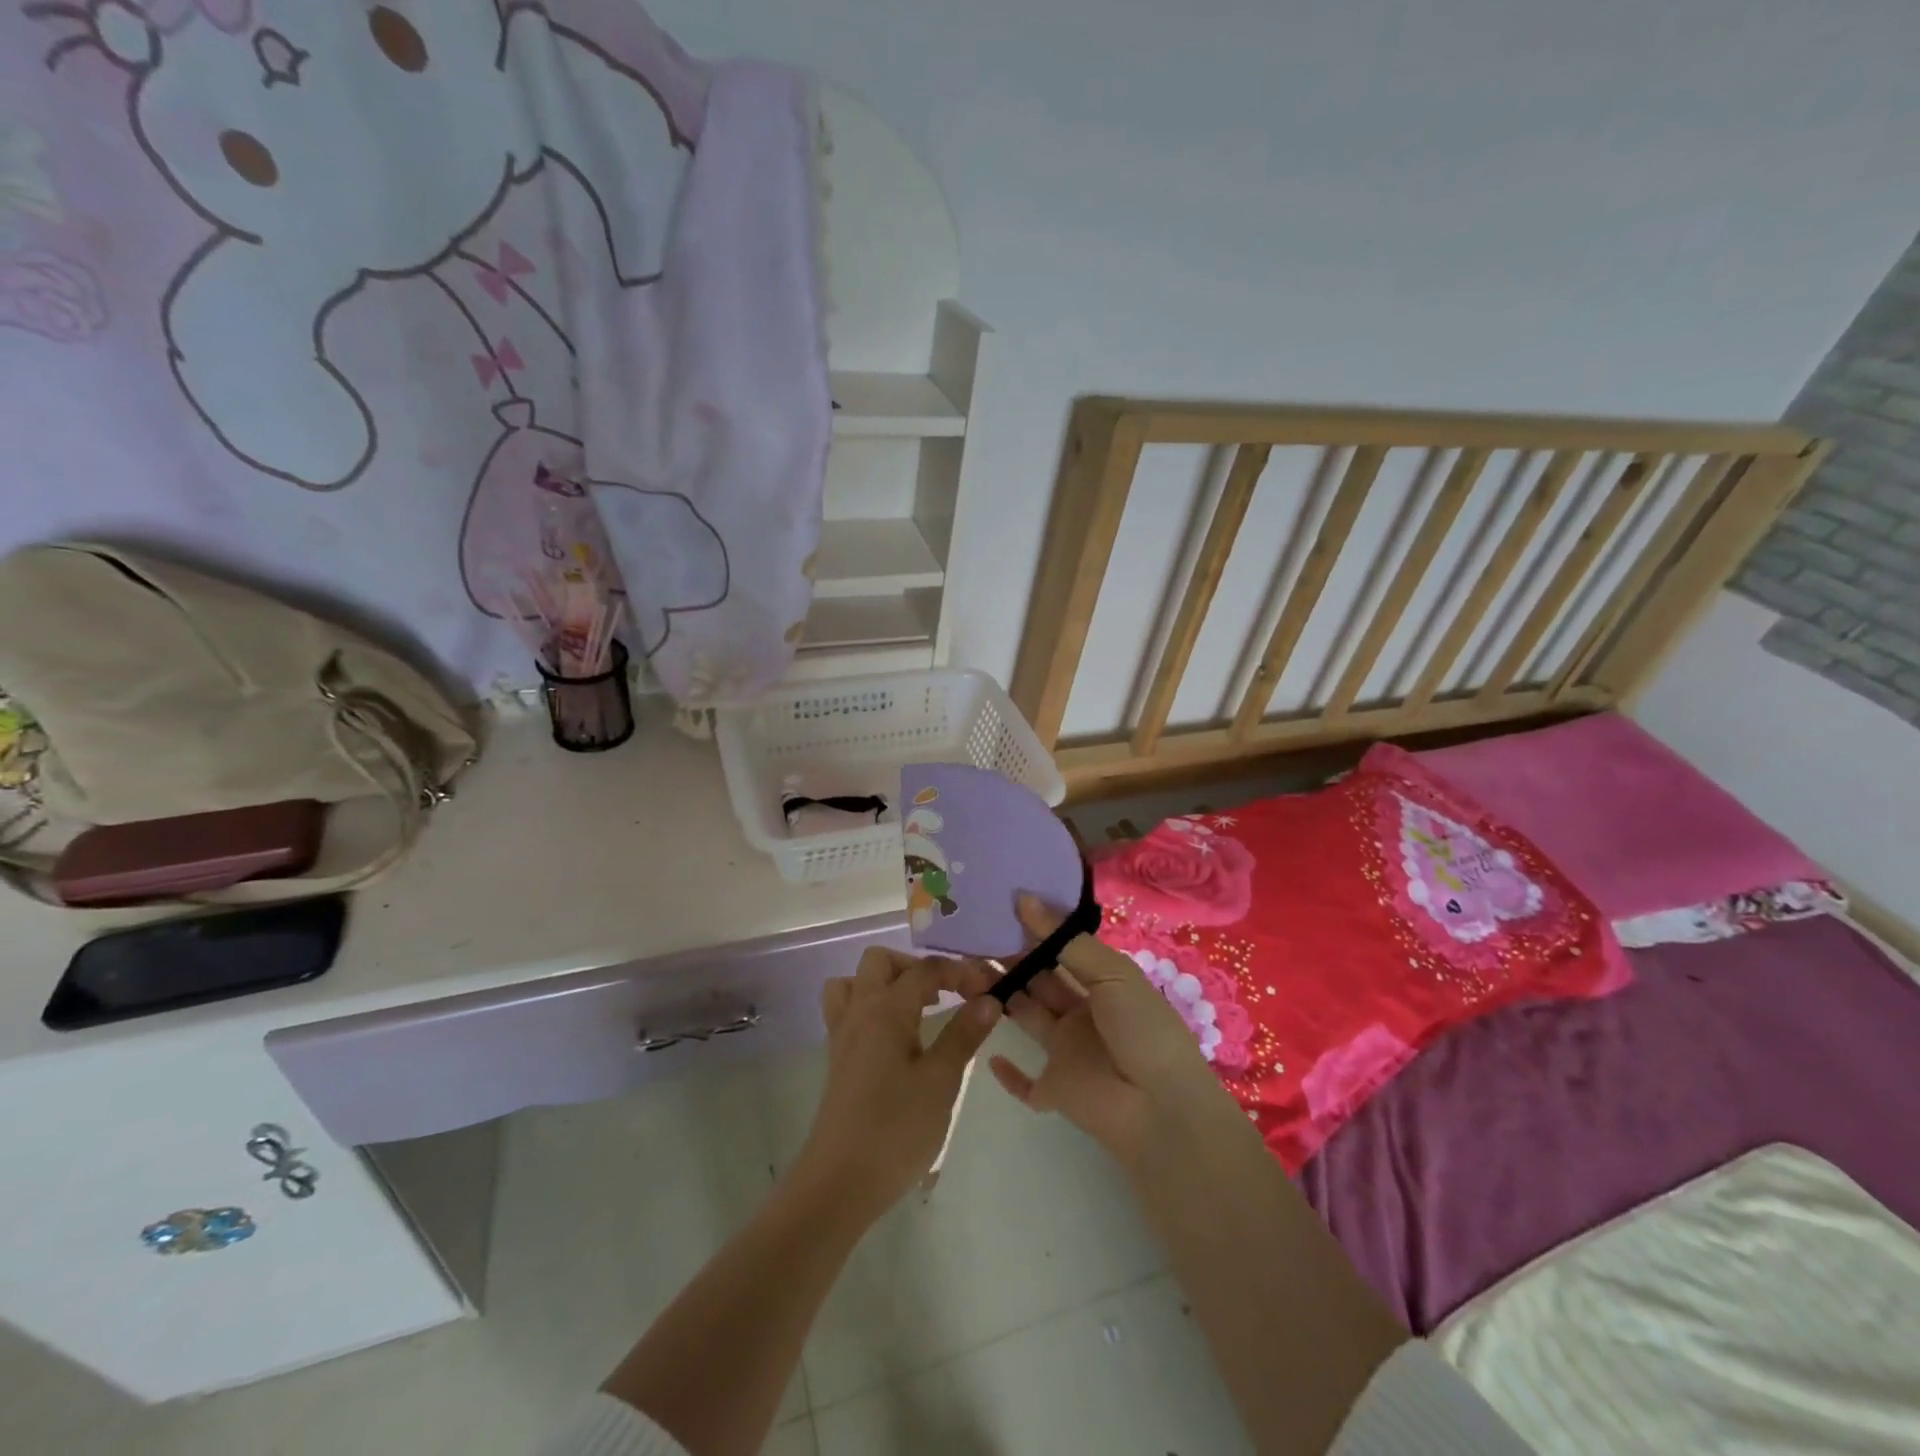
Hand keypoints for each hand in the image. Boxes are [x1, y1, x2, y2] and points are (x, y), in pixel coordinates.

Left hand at [792, 947, 1002, 1221]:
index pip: (925, 969)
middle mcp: (859, 1010)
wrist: (840, 1182)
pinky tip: (896, 1036)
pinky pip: (848, 1009)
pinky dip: (871, 1006)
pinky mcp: (837, 1058)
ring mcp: (842, 1034)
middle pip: (881, 961)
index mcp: (885, 1008)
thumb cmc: (896, 1128)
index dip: (960, 971)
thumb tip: (989, 998)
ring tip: (918, 1008)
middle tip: (947, 994)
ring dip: (887, 982)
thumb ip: (964, 1034)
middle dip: (917, 967)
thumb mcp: (941, 1081)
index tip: (989, 987)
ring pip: (856, 982)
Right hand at [985, 895, 1234, 1161]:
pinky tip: (988, 1051)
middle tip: (969, 937)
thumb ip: (1065, 940)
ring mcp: (1066, 1052)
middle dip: (1008, 960)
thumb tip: (1024, 898)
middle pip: (1037, 981)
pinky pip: (1025, 1082)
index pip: (1060, 951)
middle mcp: (1080, 1013)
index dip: (1032, 932)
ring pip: (1024, 1017)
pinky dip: (1008, 1071)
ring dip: (998, 998)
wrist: (1161, 1108)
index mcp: (1100, 983)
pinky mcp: (1054, 1089)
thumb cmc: (1141, 1029)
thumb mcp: (1111, 974)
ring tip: (962, 972)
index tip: (997, 909)